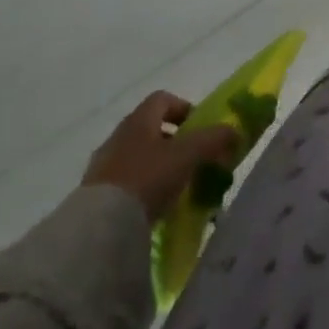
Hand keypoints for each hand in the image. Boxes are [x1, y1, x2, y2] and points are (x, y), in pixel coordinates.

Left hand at [82, 91, 239, 223]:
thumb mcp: (190, 154)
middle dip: (173, 142)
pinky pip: (124, 185)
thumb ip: (215, 138)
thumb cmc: (147, 177)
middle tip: (192, 159)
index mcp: (138, 120)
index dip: (183, 108)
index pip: (162, 99)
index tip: (199, 127)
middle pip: (149, 130)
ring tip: (176, 188)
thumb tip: (235, 131)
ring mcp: (101, 168)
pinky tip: (155, 208)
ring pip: (137, 158)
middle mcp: (117, 138)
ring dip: (157, 167)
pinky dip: (142, 190)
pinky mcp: (93, 198)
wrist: (99, 229)